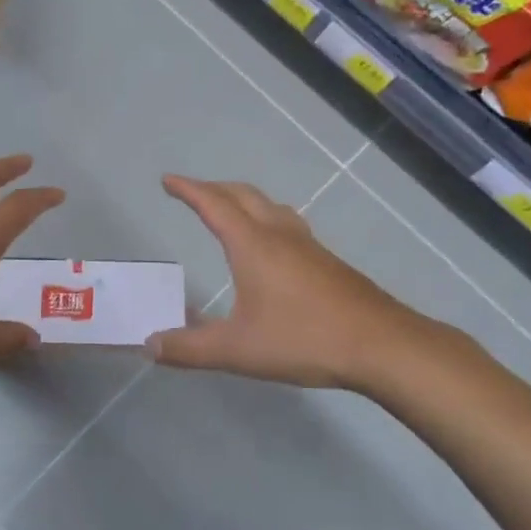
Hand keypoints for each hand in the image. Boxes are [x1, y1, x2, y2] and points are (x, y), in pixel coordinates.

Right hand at [150, 175, 449, 389]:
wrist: (381, 345)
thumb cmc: (303, 339)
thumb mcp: (236, 350)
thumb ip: (189, 348)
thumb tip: (149, 345)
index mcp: (253, 245)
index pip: (213, 205)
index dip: (188, 190)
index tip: (168, 180)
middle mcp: (280, 235)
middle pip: (243, 195)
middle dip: (214, 189)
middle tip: (192, 193)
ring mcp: (308, 246)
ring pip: (270, 206)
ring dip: (243, 200)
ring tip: (229, 211)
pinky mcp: (327, 262)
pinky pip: (288, 225)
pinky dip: (266, 219)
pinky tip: (271, 249)